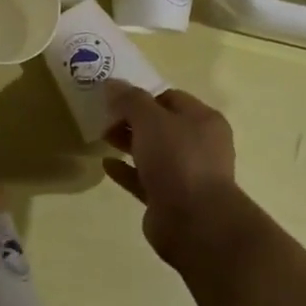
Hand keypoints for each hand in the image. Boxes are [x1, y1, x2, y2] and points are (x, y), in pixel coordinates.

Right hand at [101, 82, 241, 265]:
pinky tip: (106, 165)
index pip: (171, 98)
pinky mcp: (170, 199)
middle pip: (161, 125)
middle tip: (103, 117)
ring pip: (153, 152)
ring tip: (101, 137)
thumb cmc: (177, 160)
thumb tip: (112, 84)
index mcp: (203, 120)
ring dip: (129, 144)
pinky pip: (145, 179)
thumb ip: (130, 100)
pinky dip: (127, 171)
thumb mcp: (150, 120)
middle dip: (132, 120)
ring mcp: (186, 174)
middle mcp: (199, 145)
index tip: (114, 97)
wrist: (194, 221)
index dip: (142, 95)